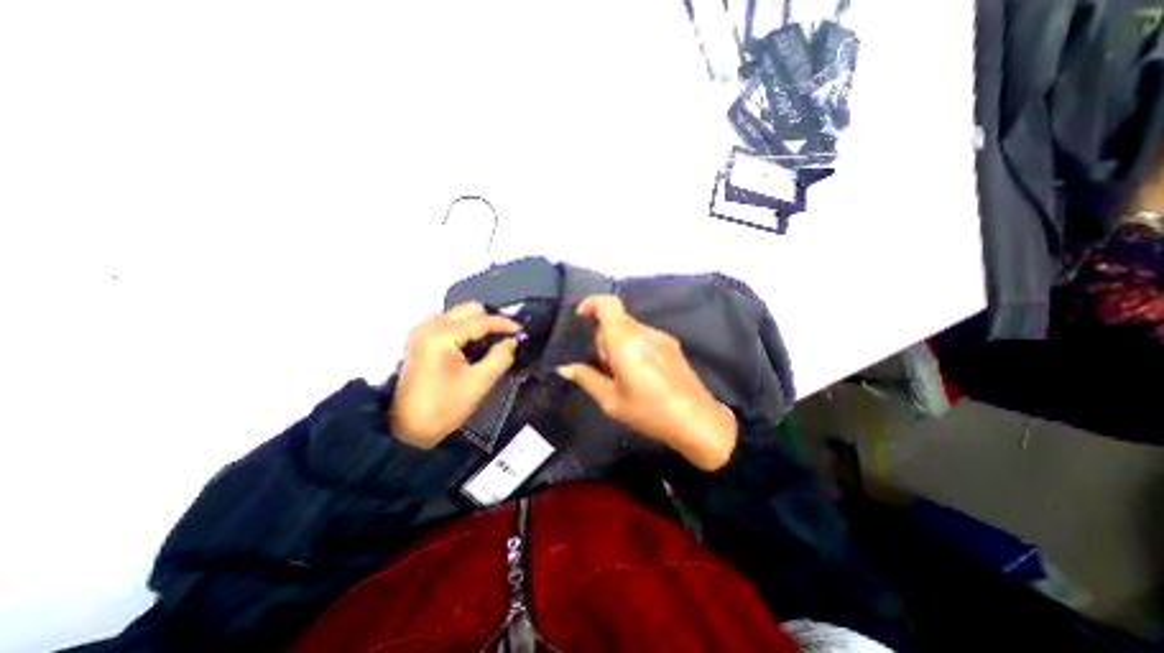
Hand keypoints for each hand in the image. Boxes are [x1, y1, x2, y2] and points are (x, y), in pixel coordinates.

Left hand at [390, 301, 518, 447]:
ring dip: (478, 324)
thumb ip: (500, 358)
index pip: (481, 320)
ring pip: (460, 314)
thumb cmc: (443, 408)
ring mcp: (422, 330)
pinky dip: (466, 330)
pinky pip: (450, 322)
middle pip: (469, 309)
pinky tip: (473, 346)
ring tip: (491, 343)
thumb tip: (512, 341)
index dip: (505, 324)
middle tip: (505, 339)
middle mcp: (429, 326)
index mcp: (440, 336)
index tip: (522, 332)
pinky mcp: (420, 338)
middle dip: (491, 321)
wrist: (407, 429)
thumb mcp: (478, 384)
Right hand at [557, 293, 735, 468]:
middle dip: (603, 337)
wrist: (697, 421)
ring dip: (619, 343)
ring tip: (623, 374)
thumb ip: (586, 378)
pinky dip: (634, 346)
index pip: (608, 304)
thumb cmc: (650, 412)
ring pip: (630, 328)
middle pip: (616, 319)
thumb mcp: (611, 401)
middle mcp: (645, 332)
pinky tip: (641, 373)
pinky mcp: (673, 345)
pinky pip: (645, 336)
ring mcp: (662, 337)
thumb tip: (564, 368)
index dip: (591, 303)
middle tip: (604, 367)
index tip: (580, 316)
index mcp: (627, 342)